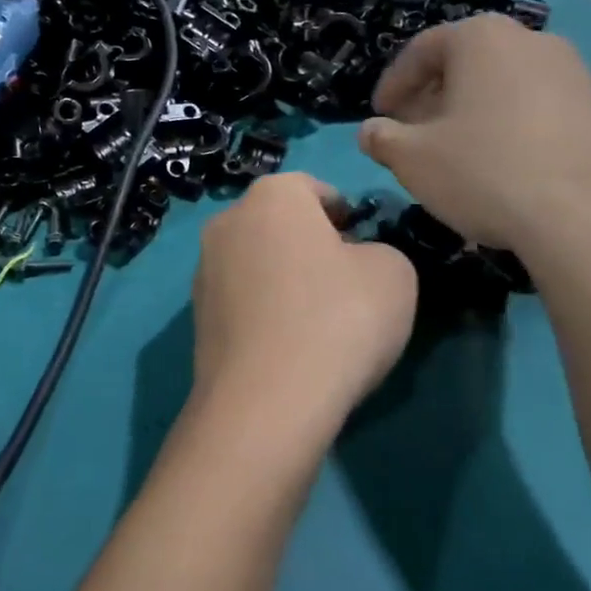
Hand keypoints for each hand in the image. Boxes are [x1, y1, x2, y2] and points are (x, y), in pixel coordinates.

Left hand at [190, 173, 416, 448]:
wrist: (266, 401)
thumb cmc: (338, 319)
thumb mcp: (394, 273)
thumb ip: (379, 250)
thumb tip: (354, 261)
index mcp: (272, 196)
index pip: (314, 189)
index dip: (345, 214)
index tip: (365, 246)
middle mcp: (227, 221)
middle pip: (280, 224)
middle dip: (312, 245)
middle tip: (346, 283)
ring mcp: (204, 270)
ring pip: (257, 262)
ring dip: (284, 279)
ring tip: (317, 322)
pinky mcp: (196, 317)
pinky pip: (242, 301)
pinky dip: (264, 312)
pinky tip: (288, 347)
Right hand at [358, 15, 590, 254]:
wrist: (588, 219)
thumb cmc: (484, 172)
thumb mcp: (411, 159)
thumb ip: (381, 138)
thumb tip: (370, 131)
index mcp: (482, 38)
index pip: (422, 50)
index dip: (393, 84)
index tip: (380, 115)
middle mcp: (531, 41)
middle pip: (466, 63)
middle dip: (432, 97)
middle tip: (412, 133)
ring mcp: (574, 73)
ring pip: (502, 85)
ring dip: (470, 112)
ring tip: (454, 152)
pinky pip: (536, 108)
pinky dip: (508, 126)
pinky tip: (499, 166)